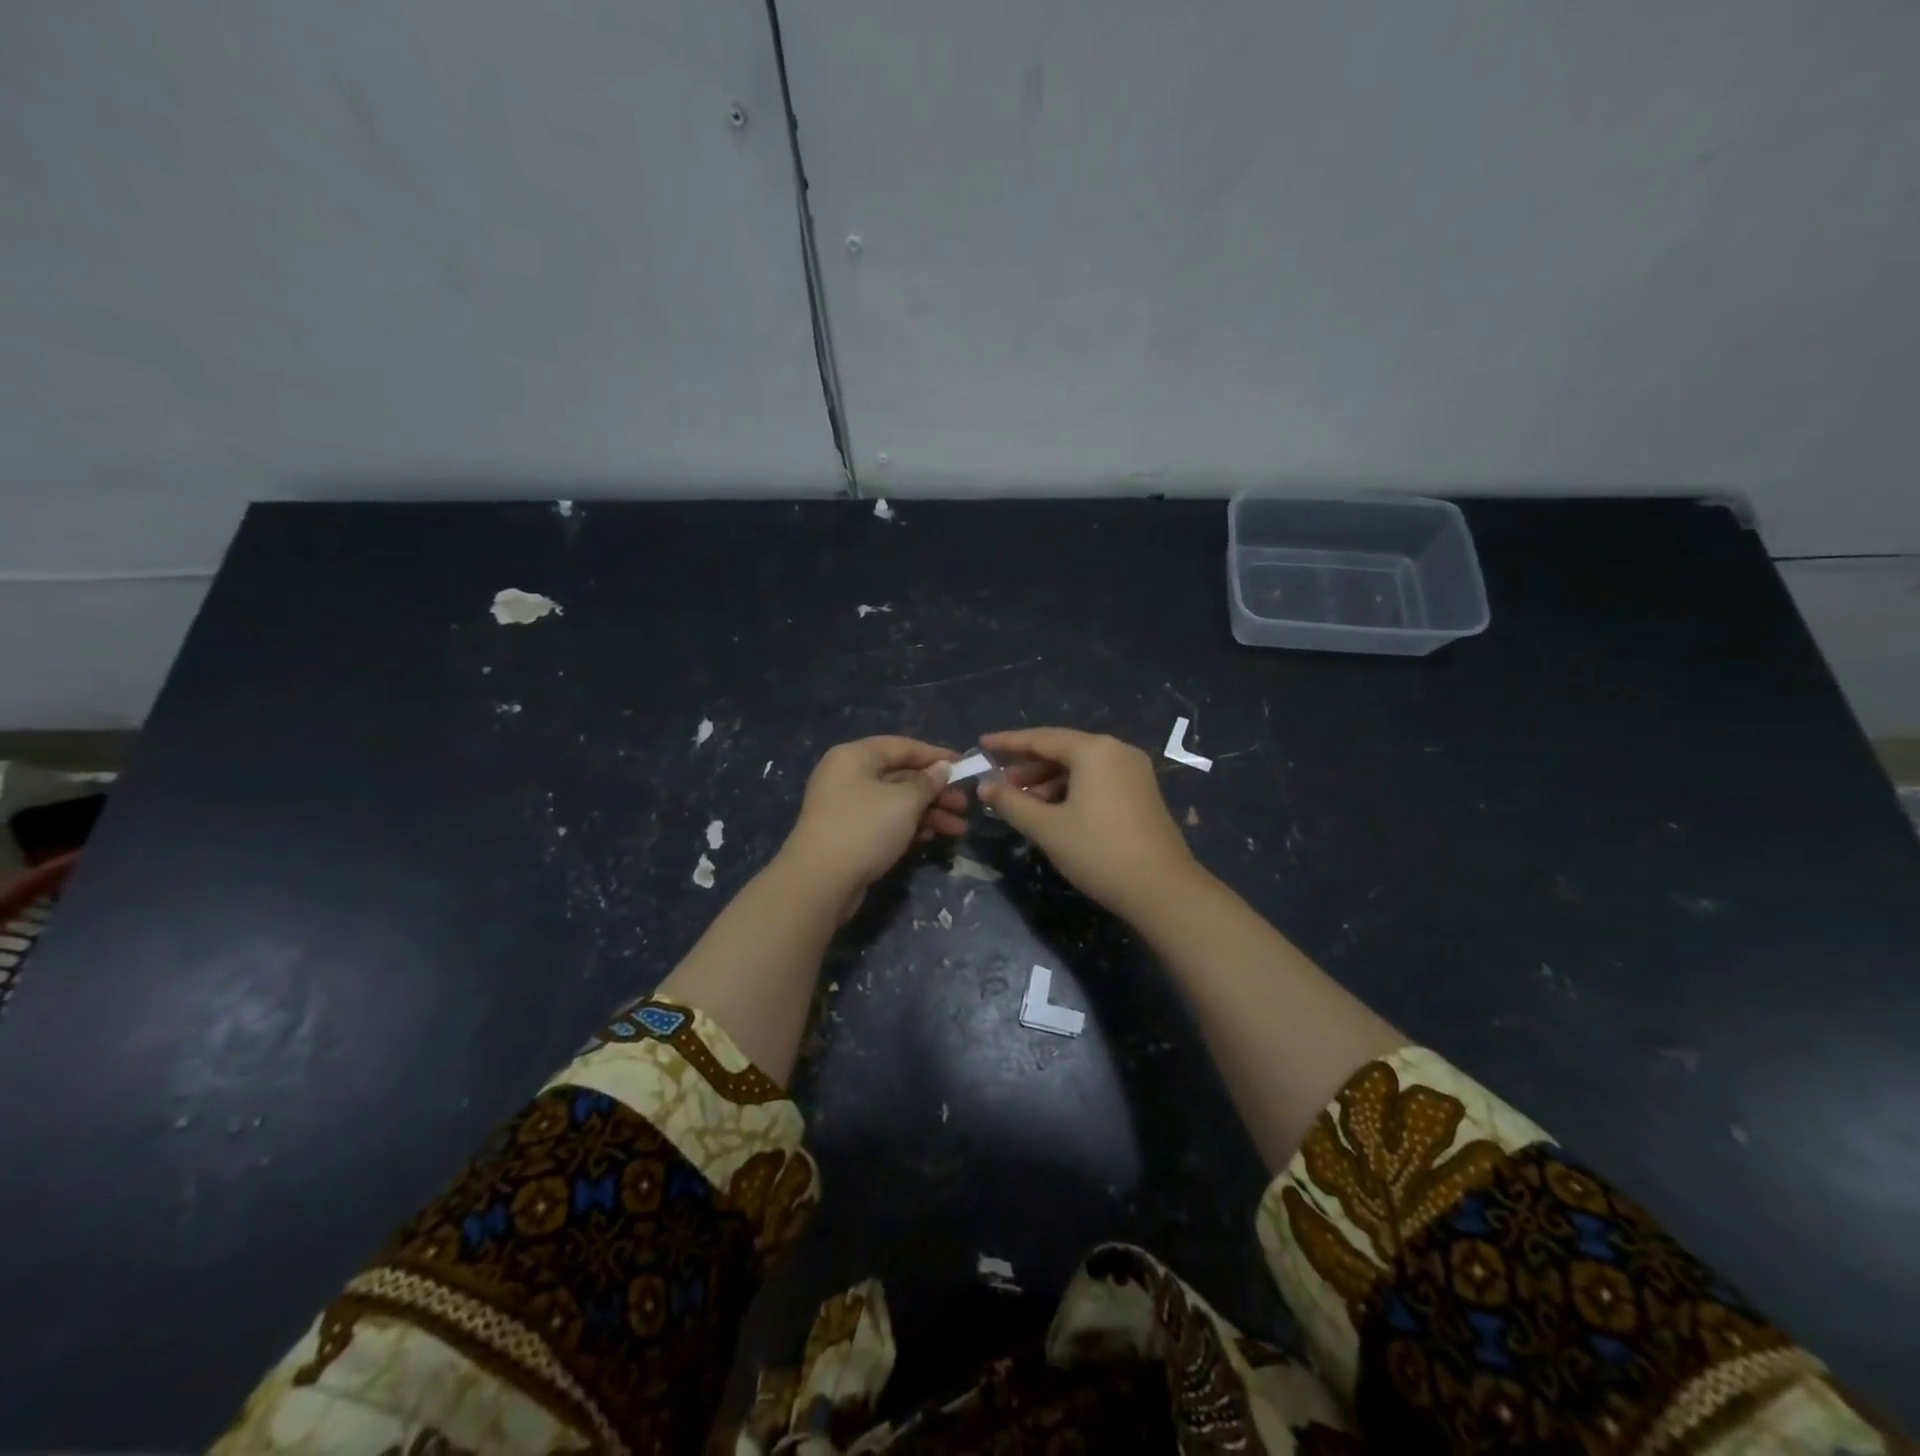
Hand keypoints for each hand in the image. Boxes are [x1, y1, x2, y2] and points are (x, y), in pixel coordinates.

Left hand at [779, 736, 967, 915]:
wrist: (819, 881)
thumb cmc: (864, 828)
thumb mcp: (904, 802)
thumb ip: (927, 782)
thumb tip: (942, 768)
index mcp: (855, 756)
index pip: (902, 746)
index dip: (936, 755)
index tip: (965, 766)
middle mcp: (848, 775)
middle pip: (901, 775)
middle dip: (936, 791)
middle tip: (964, 806)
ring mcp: (846, 806)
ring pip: (896, 801)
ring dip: (928, 812)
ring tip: (958, 829)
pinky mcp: (849, 833)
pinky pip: (886, 821)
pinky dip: (909, 826)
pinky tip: (932, 837)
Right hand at [977, 727, 1202, 919]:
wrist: (1162, 890)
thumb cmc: (1098, 851)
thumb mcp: (1047, 827)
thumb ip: (1011, 802)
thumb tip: (984, 786)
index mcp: (1095, 750)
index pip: (1041, 738)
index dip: (1008, 742)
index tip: (981, 744)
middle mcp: (1117, 751)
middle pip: (1062, 751)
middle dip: (1027, 768)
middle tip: (998, 787)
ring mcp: (1134, 773)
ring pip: (1080, 769)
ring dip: (1048, 783)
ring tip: (1021, 805)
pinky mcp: (1141, 794)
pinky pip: (1097, 782)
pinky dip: (1070, 792)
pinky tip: (1052, 814)